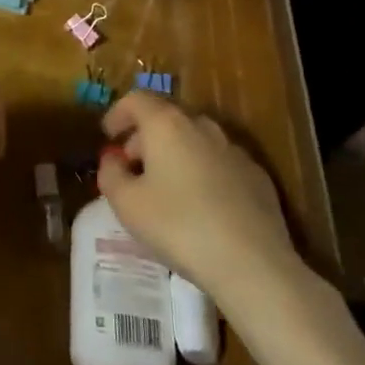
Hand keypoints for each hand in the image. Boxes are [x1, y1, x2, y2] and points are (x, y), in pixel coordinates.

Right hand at [96, 90, 301, 304]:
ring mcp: (233, 149)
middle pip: (166, 119)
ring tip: (165, 189)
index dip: (118, 113)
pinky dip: (202, 173)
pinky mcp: (257, 176)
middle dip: (145, 138)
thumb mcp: (127, 204)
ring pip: (195, 140)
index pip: (137, 100)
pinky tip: (201, 206)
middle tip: (132, 168)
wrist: (253, 263)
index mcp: (167, 124)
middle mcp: (202, 126)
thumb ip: (110, 174)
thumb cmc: (179, 226)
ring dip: (175, 155)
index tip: (108, 135)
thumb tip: (112, 160)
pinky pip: (219, 163)